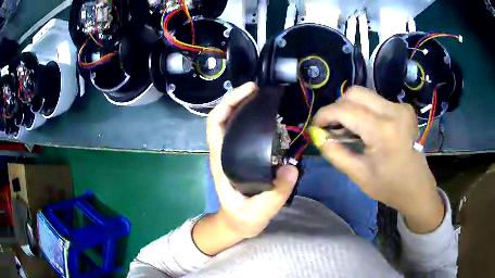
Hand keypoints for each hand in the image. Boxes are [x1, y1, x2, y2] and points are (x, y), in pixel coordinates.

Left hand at [193, 82, 298, 254]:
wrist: (237, 224)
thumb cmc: (242, 218)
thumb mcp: (259, 211)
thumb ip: (275, 193)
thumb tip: (292, 167)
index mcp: (222, 162)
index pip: (216, 125)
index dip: (228, 103)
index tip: (248, 91)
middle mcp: (224, 153)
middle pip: (223, 118)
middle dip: (237, 99)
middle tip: (260, 89)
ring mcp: (232, 154)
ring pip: (232, 123)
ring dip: (244, 107)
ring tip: (265, 98)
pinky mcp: (241, 157)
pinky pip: (243, 133)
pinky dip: (252, 120)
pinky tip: (269, 118)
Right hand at [312, 86, 443, 232]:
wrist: (417, 186)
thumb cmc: (388, 186)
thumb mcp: (358, 175)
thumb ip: (335, 153)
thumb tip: (318, 136)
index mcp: (382, 131)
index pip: (345, 110)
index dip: (325, 114)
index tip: (316, 125)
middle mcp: (393, 111)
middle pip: (354, 93)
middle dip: (338, 107)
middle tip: (332, 127)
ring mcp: (400, 107)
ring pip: (364, 94)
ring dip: (350, 108)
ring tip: (347, 129)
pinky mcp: (403, 108)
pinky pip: (375, 100)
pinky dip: (363, 110)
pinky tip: (364, 128)